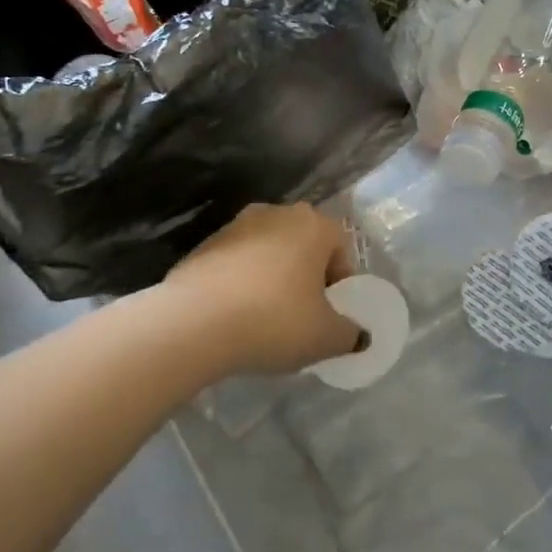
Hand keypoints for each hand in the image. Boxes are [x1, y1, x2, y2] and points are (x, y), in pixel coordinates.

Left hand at [164, 203, 365, 375]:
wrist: (194, 322)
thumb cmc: (274, 320)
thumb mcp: (325, 338)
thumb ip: (350, 334)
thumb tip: (357, 335)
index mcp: (313, 224)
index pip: (341, 248)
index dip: (340, 284)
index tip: (329, 315)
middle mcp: (276, 213)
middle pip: (304, 246)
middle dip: (306, 277)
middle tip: (302, 317)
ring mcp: (236, 225)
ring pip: (268, 253)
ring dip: (272, 279)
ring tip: (264, 319)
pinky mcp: (204, 244)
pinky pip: (236, 264)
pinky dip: (241, 284)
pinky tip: (234, 316)